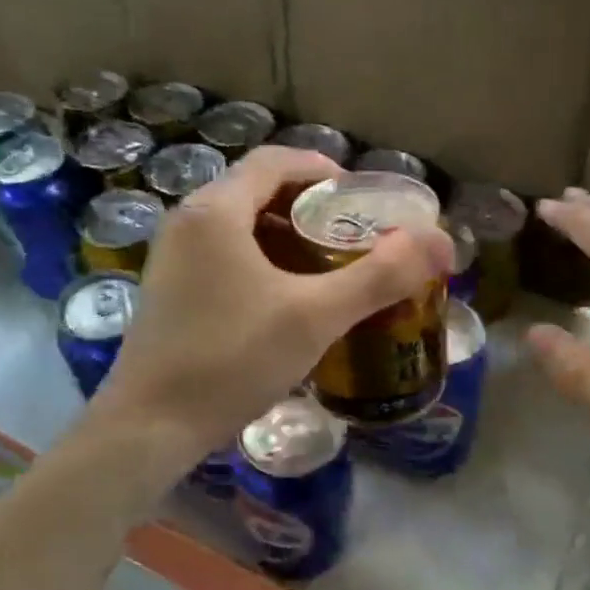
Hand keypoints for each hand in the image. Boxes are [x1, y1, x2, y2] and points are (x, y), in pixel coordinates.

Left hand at [93, 147, 453, 465]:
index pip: (275, 160)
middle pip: (257, 191)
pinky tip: (286, 300)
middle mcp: (187, 222)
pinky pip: (223, 256)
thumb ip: (379, 276)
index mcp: (216, 211)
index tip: (361, 198)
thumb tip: (440, 241)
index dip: (323, 170)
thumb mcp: (314, 317)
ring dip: (285, 237)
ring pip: (239, 227)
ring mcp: (171, 258)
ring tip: (328, 267)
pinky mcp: (169, 291)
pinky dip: (260, 262)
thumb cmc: (231, 360)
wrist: (148, 428)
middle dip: (308, 207)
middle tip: (352, 235)